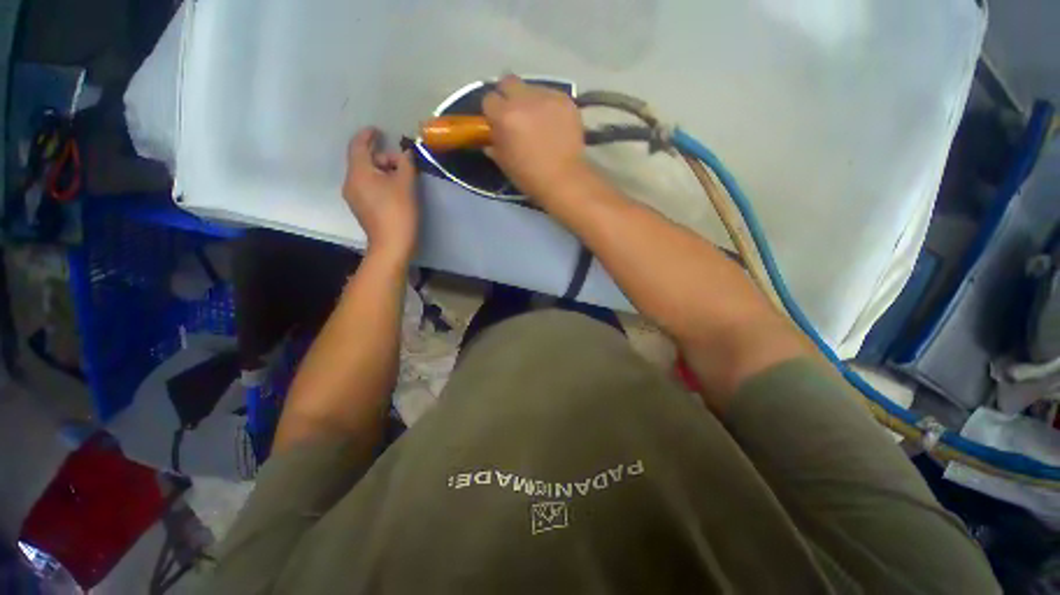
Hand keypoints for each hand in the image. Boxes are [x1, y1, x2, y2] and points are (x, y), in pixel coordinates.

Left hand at [343, 128, 417, 262]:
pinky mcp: (361, 209)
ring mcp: (354, 197)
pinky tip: (394, 191)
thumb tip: (406, 153)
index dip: (368, 135)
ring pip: (366, 175)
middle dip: (382, 157)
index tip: (379, 131)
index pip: (358, 145)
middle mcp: (350, 182)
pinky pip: (367, 187)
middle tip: (403, 164)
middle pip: (363, 160)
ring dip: (382, 171)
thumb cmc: (398, 212)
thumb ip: (406, 163)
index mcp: (358, 172)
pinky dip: (379, 183)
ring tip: (402, 178)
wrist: (392, 245)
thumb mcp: (406, 184)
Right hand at [483, 75, 589, 202]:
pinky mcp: (565, 100)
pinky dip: (550, 106)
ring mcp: (547, 97)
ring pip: (532, 88)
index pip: (489, 99)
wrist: (564, 180)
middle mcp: (523, 99)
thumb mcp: (505, 163)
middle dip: (508, 95)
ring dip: (531, 101)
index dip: (492, 112)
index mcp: (504, 116)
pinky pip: (552, 95)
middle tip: (516, 114)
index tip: (497, 122)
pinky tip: (555, 123)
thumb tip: (491, 138)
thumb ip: (495, 144)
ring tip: (539, 120)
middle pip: (508, 81)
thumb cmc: (530, 177)